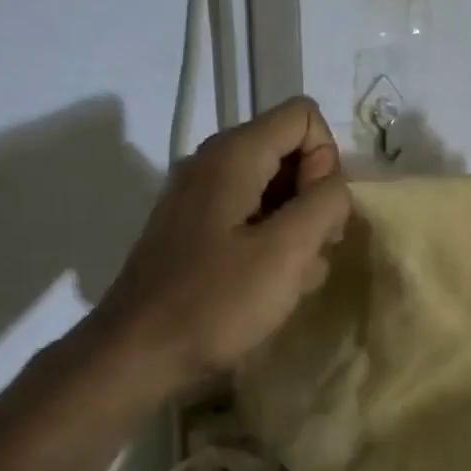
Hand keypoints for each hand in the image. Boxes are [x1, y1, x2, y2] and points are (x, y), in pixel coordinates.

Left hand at [90, 98, 350, 387]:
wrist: (137, 353)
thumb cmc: (215, 302)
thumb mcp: (287, 252)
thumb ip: (325, 203)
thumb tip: (333, 184)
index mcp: (233, 154)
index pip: (304, 117)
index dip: (325, 162)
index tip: (313, 218)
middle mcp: (212, 162)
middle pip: (289, 151)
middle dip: (313, 198)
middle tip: (308, 252)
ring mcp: (199, 196)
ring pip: (273, 188)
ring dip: (295, 227)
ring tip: (287, 276)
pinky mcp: (194, 229)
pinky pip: (249, 216)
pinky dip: (270, 241)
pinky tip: (266, 283)